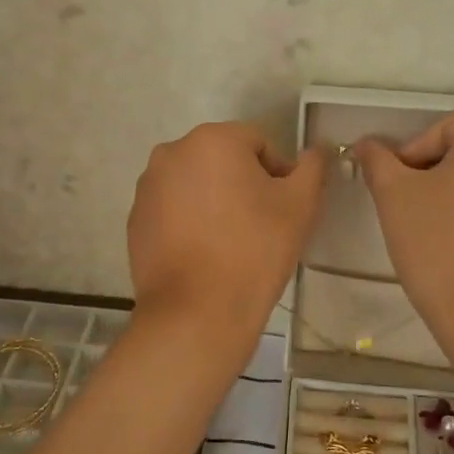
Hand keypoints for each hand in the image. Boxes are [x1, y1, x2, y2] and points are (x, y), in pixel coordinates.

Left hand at [128, 123, 326, 341]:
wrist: (197, 313)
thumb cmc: (254, 250)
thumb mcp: (300, 205)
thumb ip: (312, 167)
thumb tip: (318, 148)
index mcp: (212, 139)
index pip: (258, 144)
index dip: (279, 175)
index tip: (286, 210)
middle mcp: (172, 152)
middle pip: (223, 160)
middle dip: (245, 185)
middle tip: (262, 226)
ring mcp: (147, 187)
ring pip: (196, 184)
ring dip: (216, 202)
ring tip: (232, 243)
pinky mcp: (135, 220)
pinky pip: (173, 209)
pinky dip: (190, 222)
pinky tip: (204, 254)